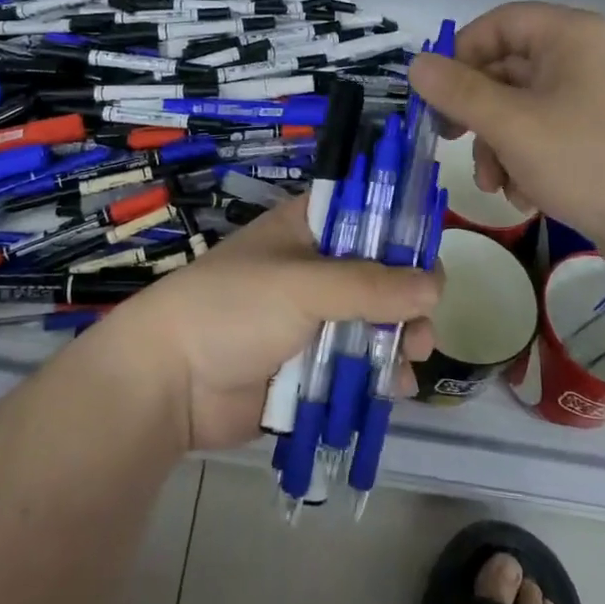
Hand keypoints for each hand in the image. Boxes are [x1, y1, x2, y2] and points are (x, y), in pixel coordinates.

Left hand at [92, 199, 440, 452]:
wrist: (169, 382)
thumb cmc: (233, 309)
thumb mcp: (304, 286)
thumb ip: (371, 285)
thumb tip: (435, 287)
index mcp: (309, 230)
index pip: (368, 214)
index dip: (402, 231)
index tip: (430, 259)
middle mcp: (316, 269)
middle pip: (381, 274)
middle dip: (409, 298)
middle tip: (422, 325)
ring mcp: (314, 320)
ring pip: (375, 322)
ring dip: (401, 338)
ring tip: (412, 357)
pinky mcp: (311, 366)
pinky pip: (358, 365)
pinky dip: (380, 375)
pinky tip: (396, 389)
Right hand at [409, 2, 604, 281]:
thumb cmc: (592, 158)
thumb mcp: (513, 124)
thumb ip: (459, 92)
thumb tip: (415, 64)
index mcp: (570, 36)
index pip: (499, 23)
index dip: (460, 53)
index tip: (434, 94)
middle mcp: (585, 59)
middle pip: (508, 70)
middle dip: (477, 114)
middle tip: (449, 140)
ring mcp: (597, 102)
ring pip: (524, 111)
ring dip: (499, 147)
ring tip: (496, 186)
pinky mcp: (603, 142)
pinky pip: (548, 139)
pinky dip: (528, 164)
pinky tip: (527, 199)